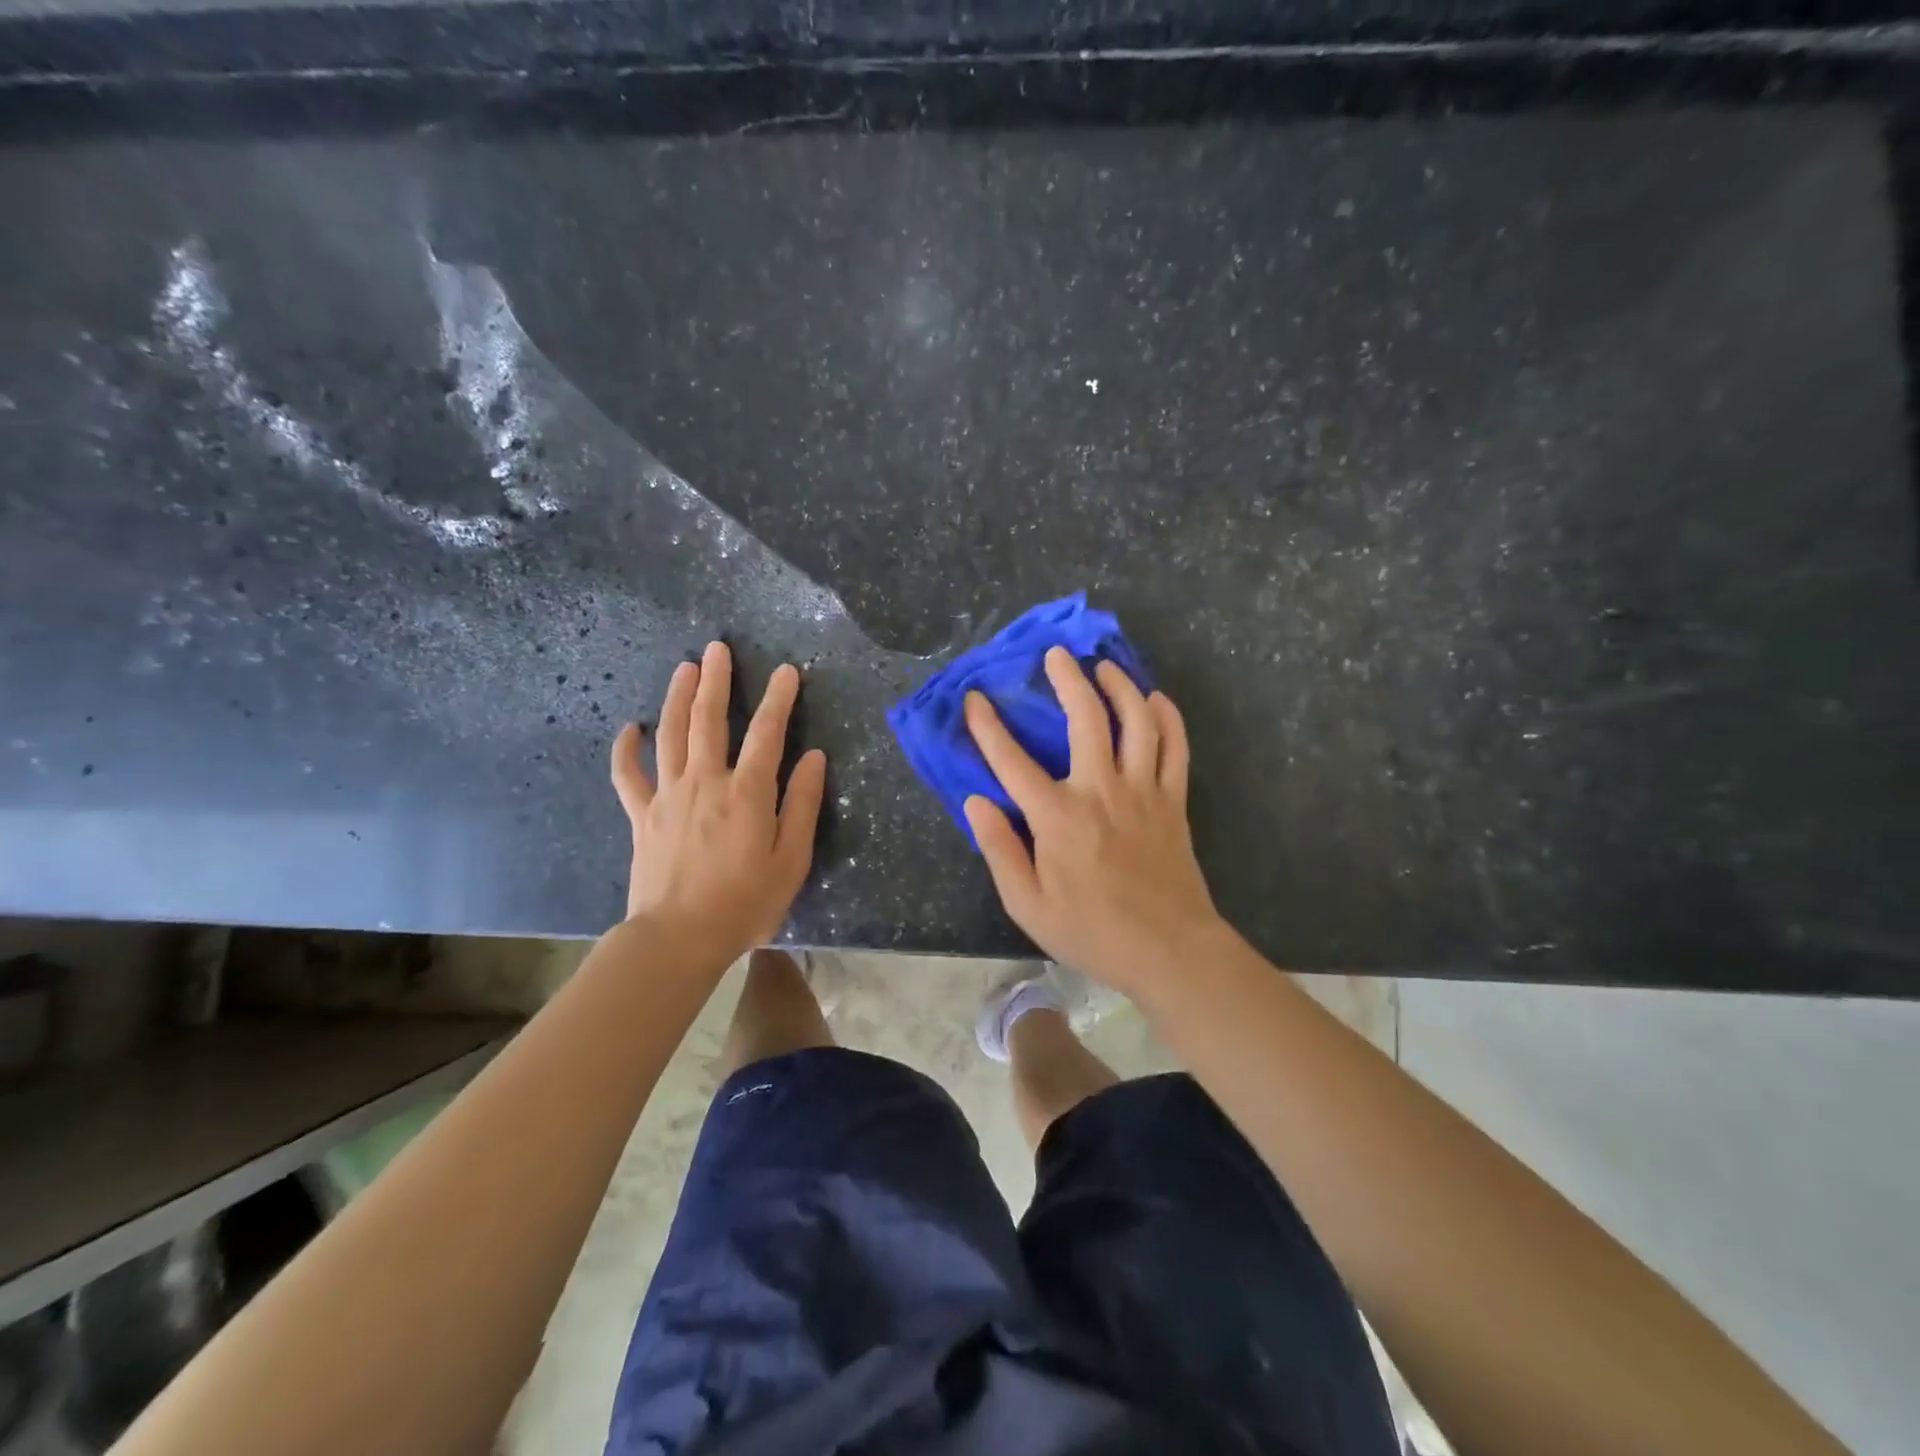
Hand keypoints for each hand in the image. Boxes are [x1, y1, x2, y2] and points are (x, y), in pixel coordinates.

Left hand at [609, 641, 826, 961]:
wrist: (678, 937)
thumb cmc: (745, 903)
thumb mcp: (791, 860)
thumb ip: (803, 805)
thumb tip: (814, 758)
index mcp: (748, 793)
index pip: (768, 733)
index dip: (779, 699)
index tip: (787, 671)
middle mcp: (706, 782)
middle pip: (710, 720)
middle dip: (717, 681)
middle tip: (718, 648)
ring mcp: (668, 795)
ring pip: (671, 734)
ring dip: (678, 697)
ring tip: (685, 668)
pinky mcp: (641, 815)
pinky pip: (628, 774)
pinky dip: (627, 749)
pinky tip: (631, 727)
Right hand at [963, 647, 1223, 995]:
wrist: (1169, 951)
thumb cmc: (1091, 931)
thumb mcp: (1028, 904)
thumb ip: (999, 849)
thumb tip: (976, 802)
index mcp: (1058, 817)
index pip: (1012, 761)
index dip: (988, 727)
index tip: (975, 699)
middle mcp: (1101, 790)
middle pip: (1085, 718)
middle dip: (1068, 679)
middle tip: (1056, 655)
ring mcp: (1143, 791)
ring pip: (1136, 721)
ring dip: (1120, 686)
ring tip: (1105, 667)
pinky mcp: (1173, 801)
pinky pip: (1175, 747)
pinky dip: (1167, 717)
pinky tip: (1156, 699)